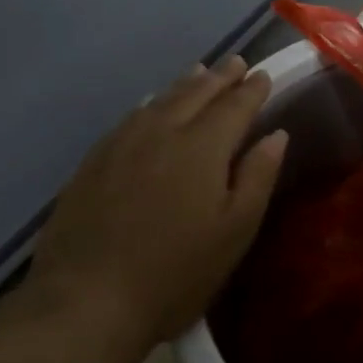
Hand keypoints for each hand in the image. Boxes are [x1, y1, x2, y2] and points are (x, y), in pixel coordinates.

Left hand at [30, 56, 288, 348]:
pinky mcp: (94, 160)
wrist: (86, 299)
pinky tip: (150, 105)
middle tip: (235, 63)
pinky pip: (130, 116)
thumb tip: (276, 134)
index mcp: (202, 147)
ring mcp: (122, 143)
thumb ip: (258, 177)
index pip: (234, 105)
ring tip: (199, 71)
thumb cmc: (175, 274)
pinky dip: (150, 103)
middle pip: (195, 93)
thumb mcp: (234, 232)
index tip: (264, 75)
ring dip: (185, 83)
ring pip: (160, 99)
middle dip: (219, 77)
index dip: (252, 89)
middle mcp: (162, 131)